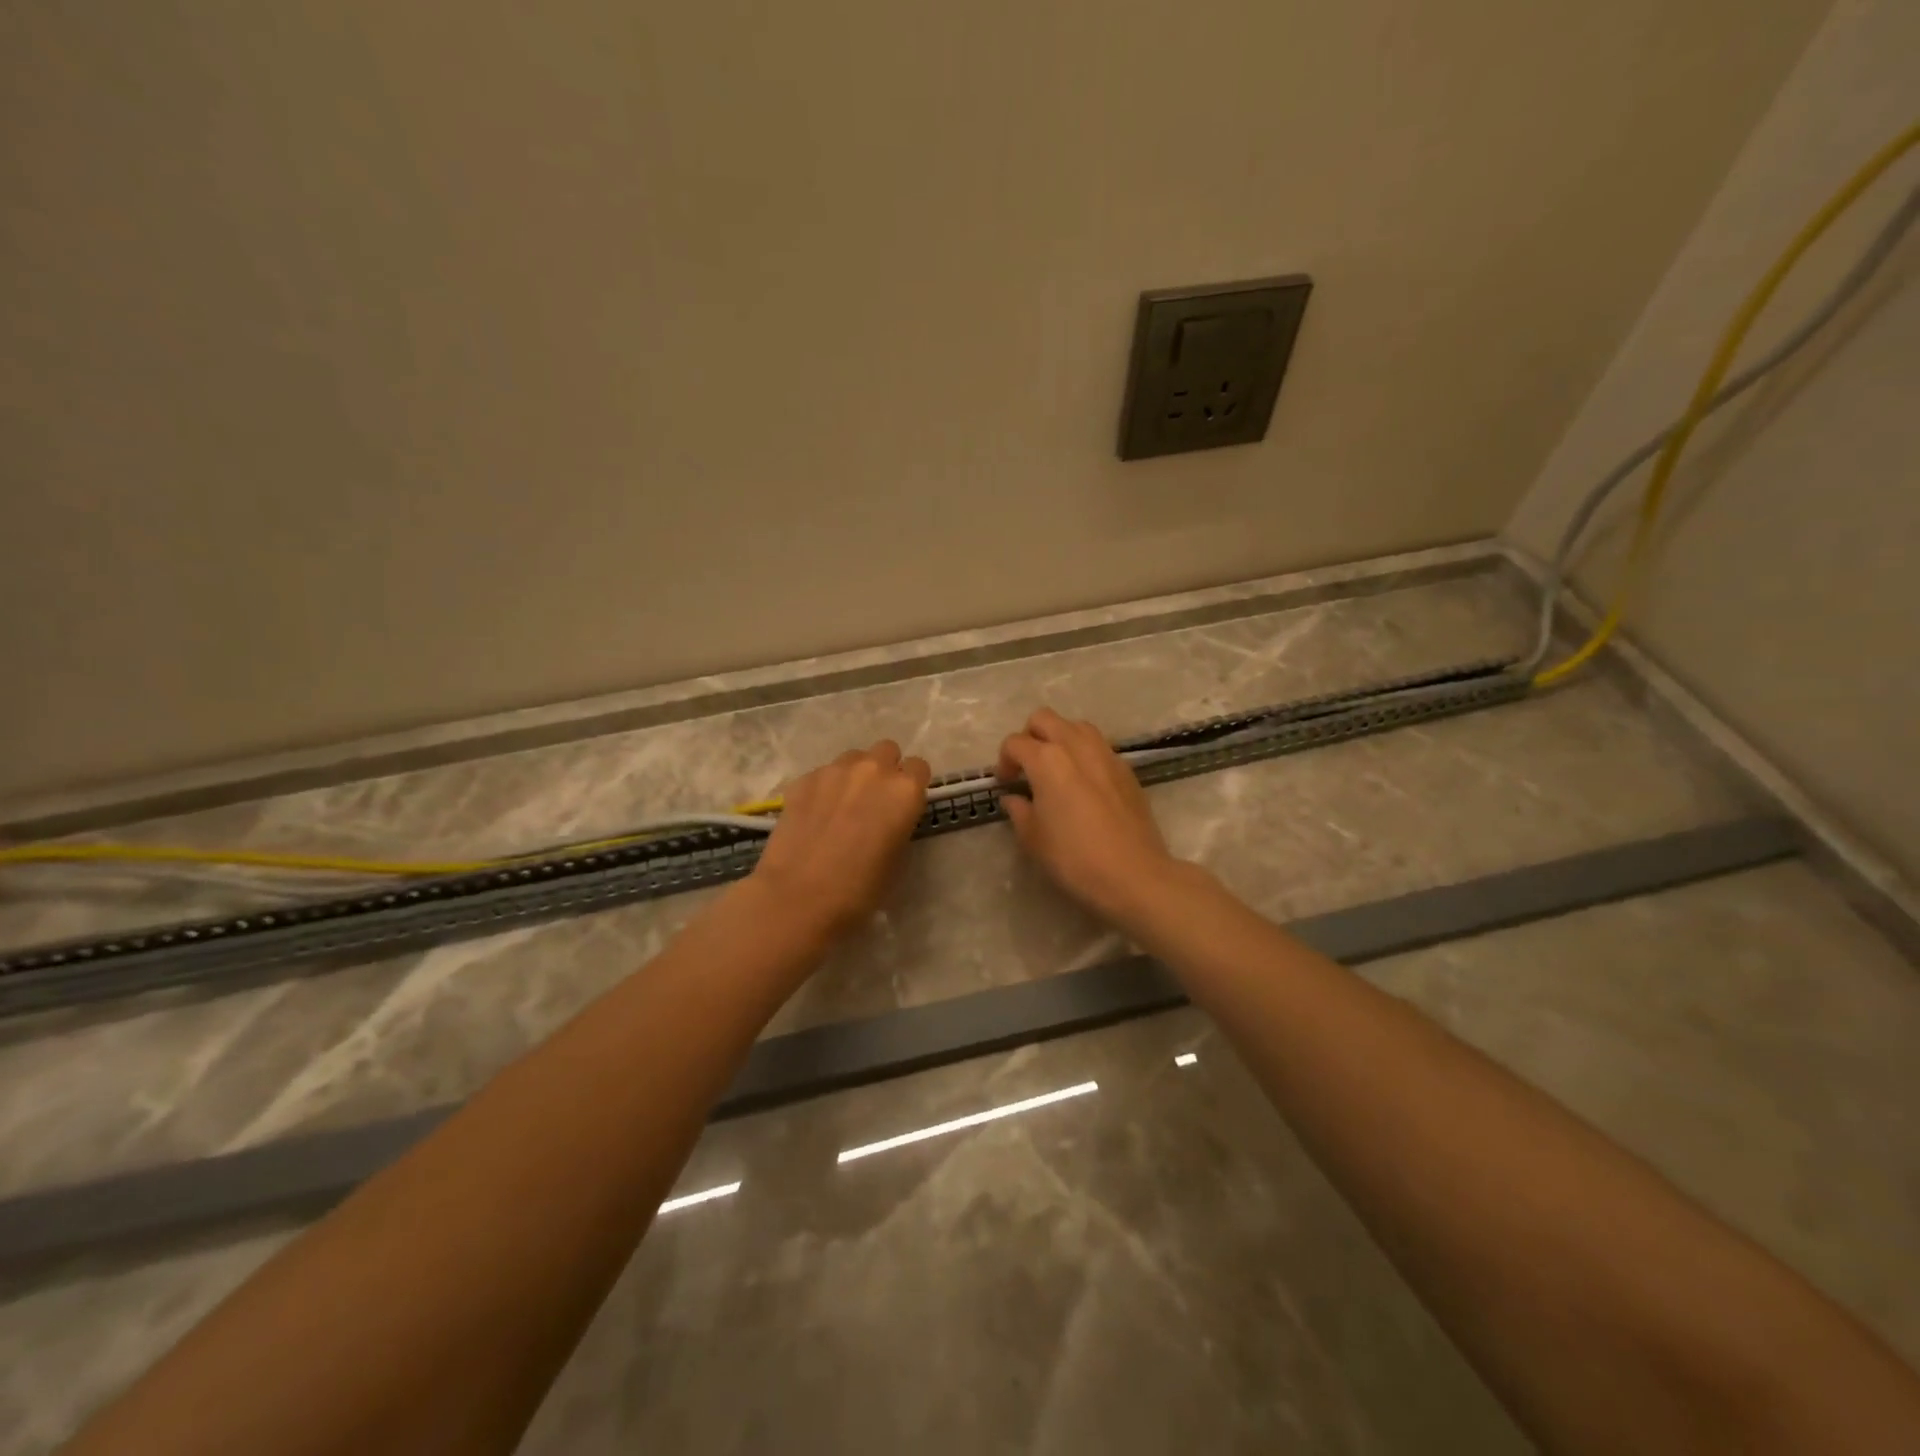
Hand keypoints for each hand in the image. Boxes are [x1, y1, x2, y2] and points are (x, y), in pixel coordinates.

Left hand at [750, 740, 930, 941]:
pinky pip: (823, 773)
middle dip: (885, 769)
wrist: (799, 896)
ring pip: (853, 758)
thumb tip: (889, 818)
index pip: (919, 767)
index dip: (912, 785)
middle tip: (874, 800)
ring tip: (842, 805)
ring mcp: (835, 770)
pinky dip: (824, 788)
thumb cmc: (860, 889)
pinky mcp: (804, 779)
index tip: (904, 804)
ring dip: (854, 774)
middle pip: (887, 751)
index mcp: (904, 791)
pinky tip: (815, 815)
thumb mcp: (897, 859)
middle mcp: (873, 770)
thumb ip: (899, 824)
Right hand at [996, 708, 1180, 923]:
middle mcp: (1076, 746)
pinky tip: (1083, 784)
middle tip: (1027, 767)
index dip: (1004, 761)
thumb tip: (1014, 798)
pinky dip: (1084, 754)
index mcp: (1047, 760)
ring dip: (1060, 738)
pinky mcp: (1126, 769)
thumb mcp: (1034, 839)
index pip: (1015, 743)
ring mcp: (1106, 754)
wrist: (1133, 874)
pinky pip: (1099, 747)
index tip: (1006, 783)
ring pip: (1076, 726)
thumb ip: (1019, 811)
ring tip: (1056, 770)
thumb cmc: (1074, 858)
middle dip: (1030, 736)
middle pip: (1044, 719)